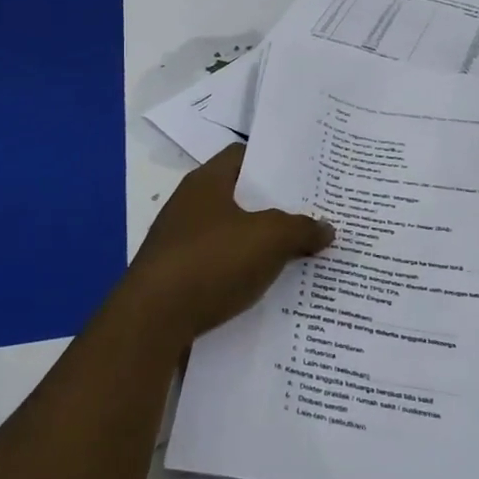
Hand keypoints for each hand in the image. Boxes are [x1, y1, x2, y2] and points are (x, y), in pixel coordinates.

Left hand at [115, 145, 333, 340]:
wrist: (152, 322)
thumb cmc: (212, 261)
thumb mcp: (270, 238)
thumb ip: (302, 228)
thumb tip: (326, 228)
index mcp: (206, 183)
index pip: (243, 155)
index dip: (274, 162)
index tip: (306, 175)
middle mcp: (189, 207)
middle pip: (241, 198)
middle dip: (276, 208)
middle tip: (314, 216)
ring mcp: (181, 244)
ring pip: (233, 236)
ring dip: (262, 246)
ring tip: (302, 254)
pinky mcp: (178, 280)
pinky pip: (221, 268)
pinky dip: (244, 274)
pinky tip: (271, 288)